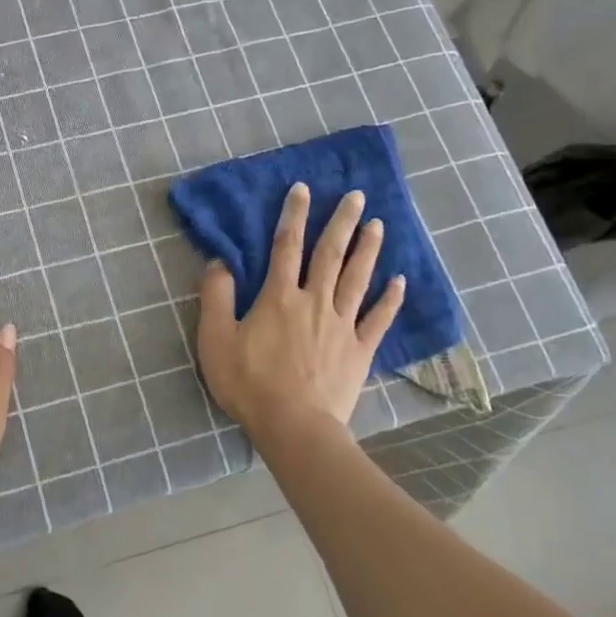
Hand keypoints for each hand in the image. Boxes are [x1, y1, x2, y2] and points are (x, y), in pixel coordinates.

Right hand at [196, 183, 403, 440]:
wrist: (293, 426)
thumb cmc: (249, 383)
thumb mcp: (216, 339)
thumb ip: (216, 297)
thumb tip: (219, 262)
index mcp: (279, 297)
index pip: (286, 246)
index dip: (293, 215)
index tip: (303, 189)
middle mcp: (314, 302)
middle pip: (330, 254)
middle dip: (342, 222)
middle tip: (357, 195)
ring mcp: (341, 325)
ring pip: (357, 279)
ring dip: (368, 249)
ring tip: (379, 224)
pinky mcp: (359, 351)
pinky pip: (378, 319)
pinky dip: (390, 299)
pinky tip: (400, 281)